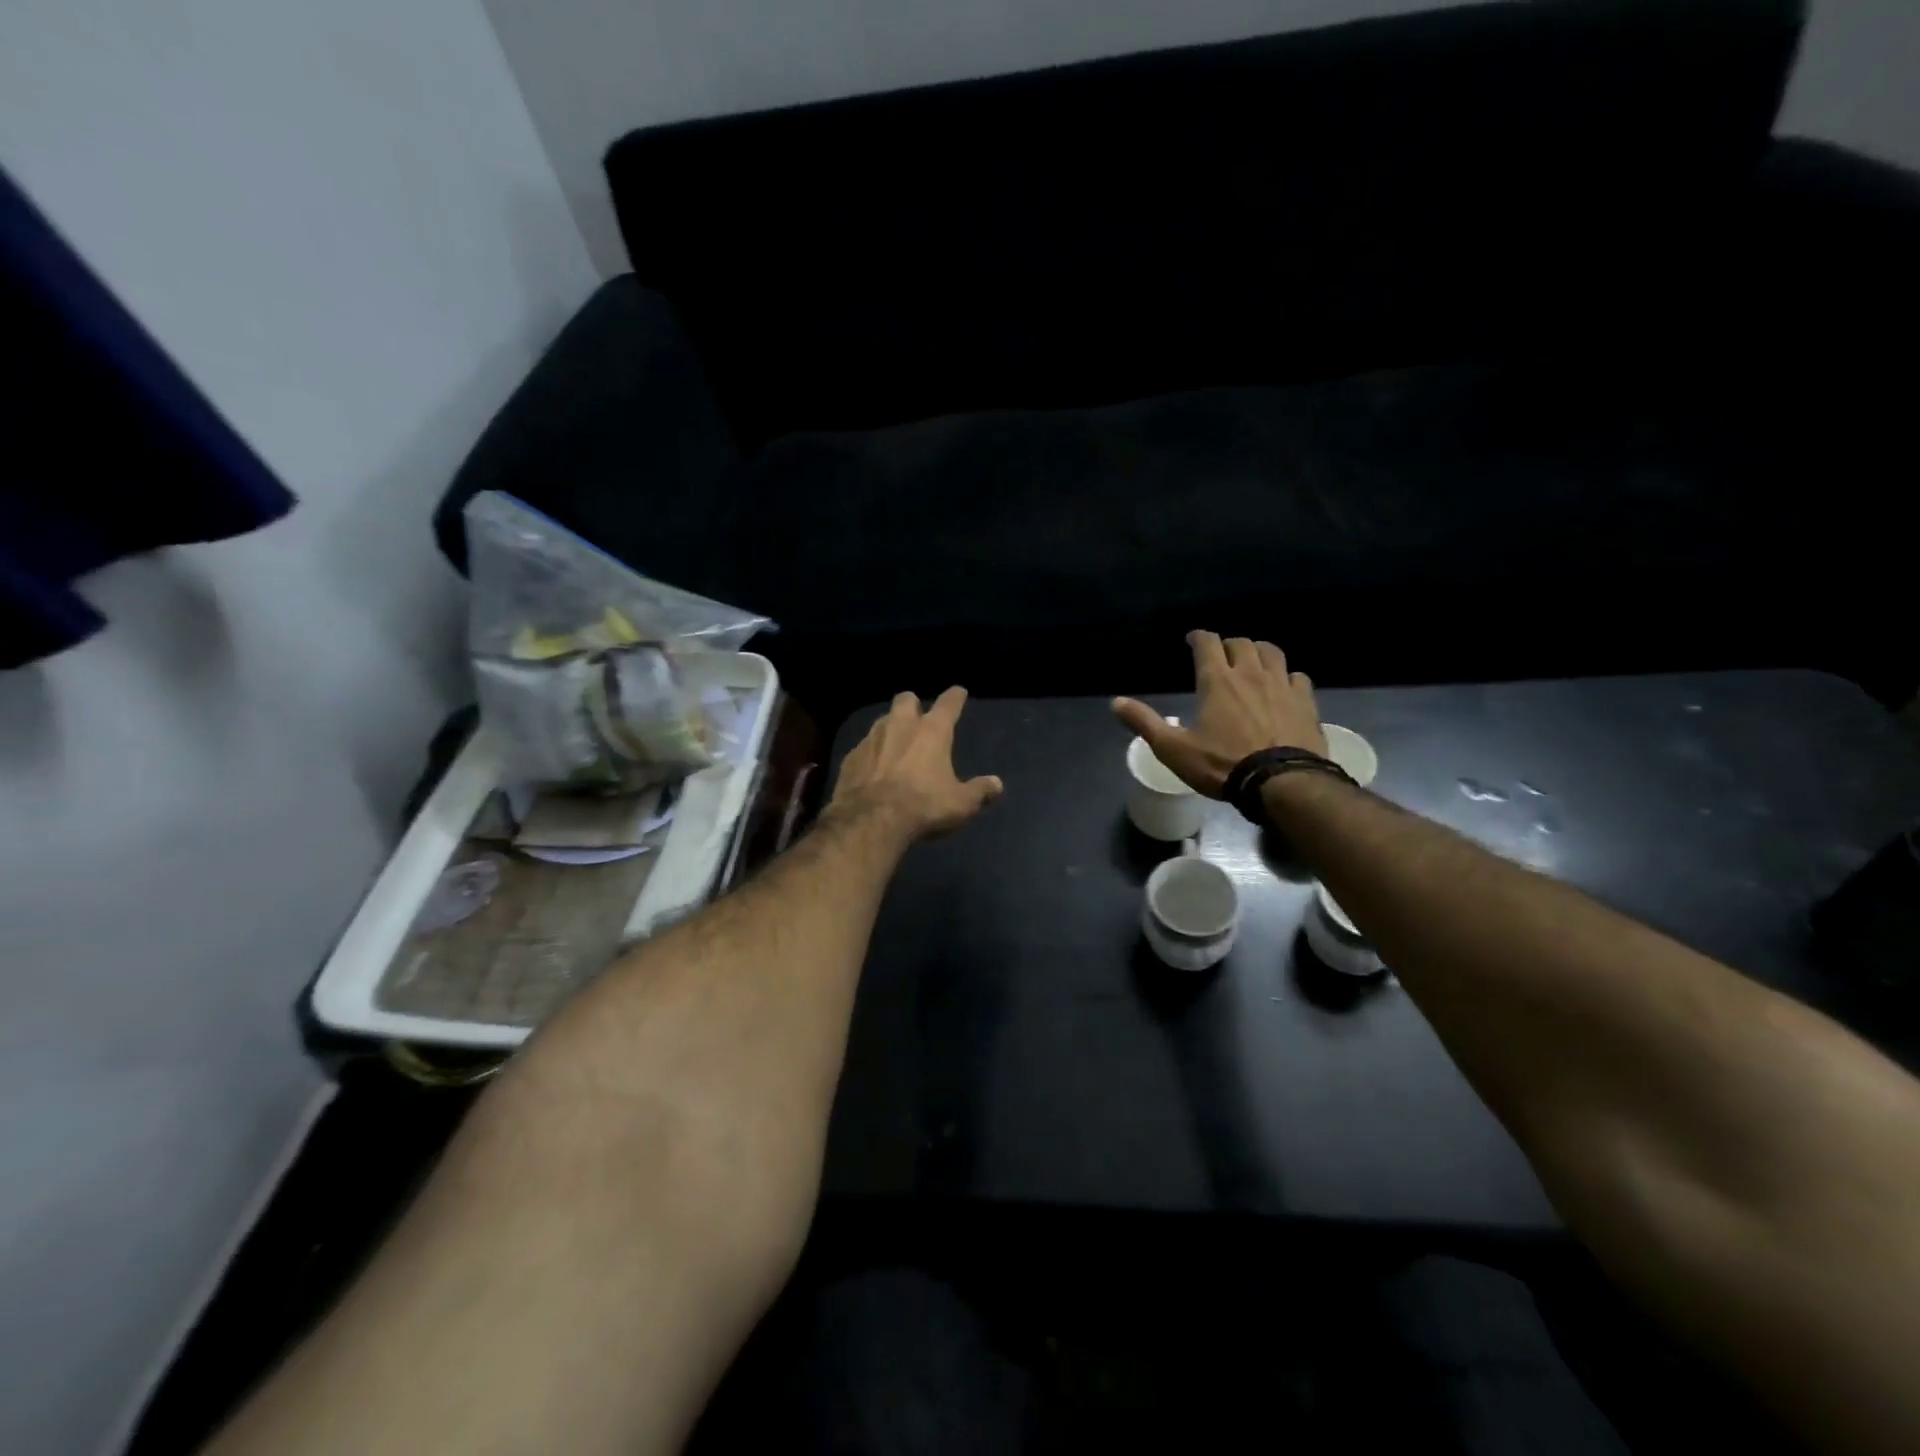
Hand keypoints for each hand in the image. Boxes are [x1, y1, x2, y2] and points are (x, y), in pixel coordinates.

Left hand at [829, 687, 1003, 840]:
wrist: (870, 821)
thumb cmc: (923, 806)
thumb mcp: (961, 804)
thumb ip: (980, 791)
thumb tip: (997, 784)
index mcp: (932, 731)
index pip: (948, 704)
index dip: (955, 697)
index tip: (959, 692)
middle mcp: (900, 725)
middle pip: (906, 699)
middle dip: (914, 705)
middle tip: (919, 718)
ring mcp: (871, 739)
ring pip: (882, 720)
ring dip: (890, 728)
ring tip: (896, 744)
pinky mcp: (850, 757)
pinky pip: (863, 747)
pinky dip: (871, 754)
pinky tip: (872, 770)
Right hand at [1112, 632, 1326, 797]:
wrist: (1282, 782)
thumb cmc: (1222, 764)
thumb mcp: (1174, 749)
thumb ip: (1145, 723)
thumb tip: (1115, 702)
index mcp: (1217, 680)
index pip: (1207, 643)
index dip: (1198, 637)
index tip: (1192, 640)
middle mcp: (1250, 673)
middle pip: (1241, 643)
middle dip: (1228, 645)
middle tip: (1220, 655)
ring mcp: (1282, 685)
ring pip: (1272, 652)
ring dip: (1259, 652)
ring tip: (1252, 662)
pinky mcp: (1305, 701)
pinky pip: (1297, 676)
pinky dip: (1287, 675)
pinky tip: (1284, 686)